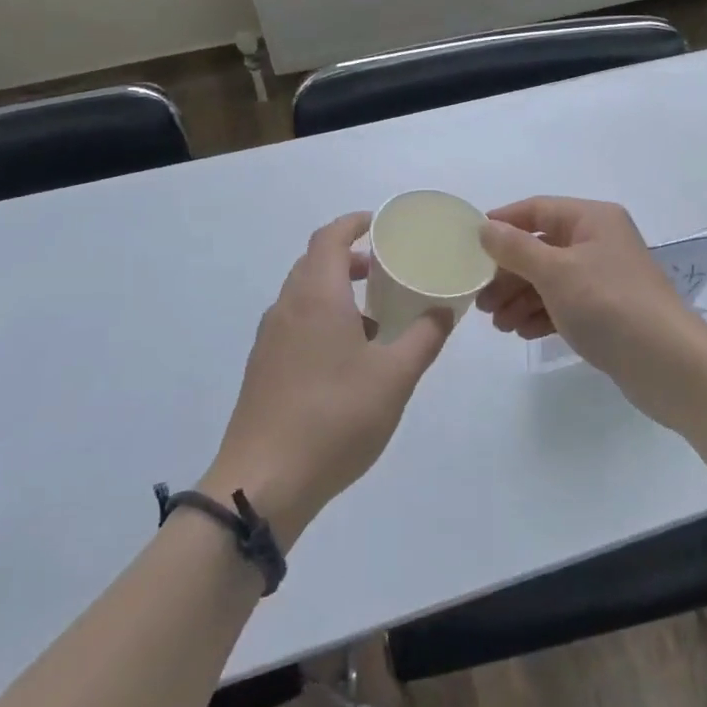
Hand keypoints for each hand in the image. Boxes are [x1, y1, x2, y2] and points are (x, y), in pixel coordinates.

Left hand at [204, 212, 453, 547]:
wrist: (263, 483)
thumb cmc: (335, 417)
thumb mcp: (395, 376)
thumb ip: (424, 337)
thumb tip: (444, 310)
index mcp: (316, 296)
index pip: (329, 237)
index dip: (355, 223)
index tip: (382, 224)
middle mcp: (287, 307)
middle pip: (314, 262)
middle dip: (350, 257)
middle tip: (386, 267)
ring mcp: (270, 339)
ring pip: (304, 295)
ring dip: (337, 290)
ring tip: (375, 315)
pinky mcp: (263, 369)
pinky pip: (295, 323)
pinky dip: (323, 318)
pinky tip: (348, 357)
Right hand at [477, 196, 706, 427]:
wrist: (668, 364)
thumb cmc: (608, 305)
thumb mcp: (555, 272)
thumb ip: (516, 248)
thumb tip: (485, 227)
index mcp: (593, 219)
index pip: (537, 209)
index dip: (502, 223)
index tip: (469, 245)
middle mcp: (600, 241)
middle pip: (541, 247)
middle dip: (508, 272)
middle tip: (480, 300)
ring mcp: (604, 277)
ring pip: (550, 279)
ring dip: (520, 297)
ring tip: (497, 324)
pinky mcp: (607, 310)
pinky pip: (565, 303)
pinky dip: (541, 314)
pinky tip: (522, 332)